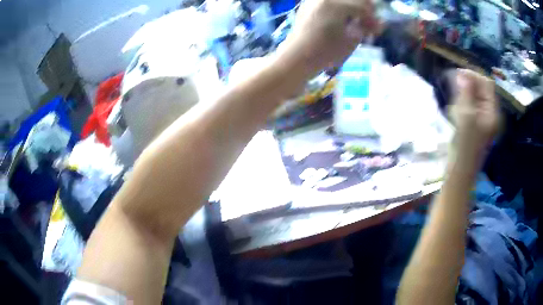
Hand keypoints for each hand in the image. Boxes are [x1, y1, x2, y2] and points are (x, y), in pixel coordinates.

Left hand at [277, 0, 380, 76]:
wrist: (297, 57)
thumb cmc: (325, 52)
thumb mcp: (351, 41)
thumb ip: (365, 27)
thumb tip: (376, 23)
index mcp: (336, 4)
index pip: (363, 6)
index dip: (372, 18)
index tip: (376, 30)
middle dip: (365, 10)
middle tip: (368, 25)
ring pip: (343, 0)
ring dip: (353, 8)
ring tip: (356, 22)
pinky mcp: (309, 4)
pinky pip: (331, 2)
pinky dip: (341, 8)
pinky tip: (343, 19)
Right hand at [451, 69, 500, 155]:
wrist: (461, 170)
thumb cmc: (465, 145)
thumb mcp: (467, 117)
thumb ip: (466, 93)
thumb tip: (462, 73)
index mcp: (492, 111)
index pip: (487, 84)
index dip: (474, 75)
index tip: (458, 73)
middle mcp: (489, 112)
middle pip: (481, 89)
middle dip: (468, 83)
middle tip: (452, 82)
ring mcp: (482, 118)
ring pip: (474, 95)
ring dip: (463, 91)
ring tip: (453, 95)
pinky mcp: (475, 122)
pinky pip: (470, 104)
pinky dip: (462, 100)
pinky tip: (455, 106)